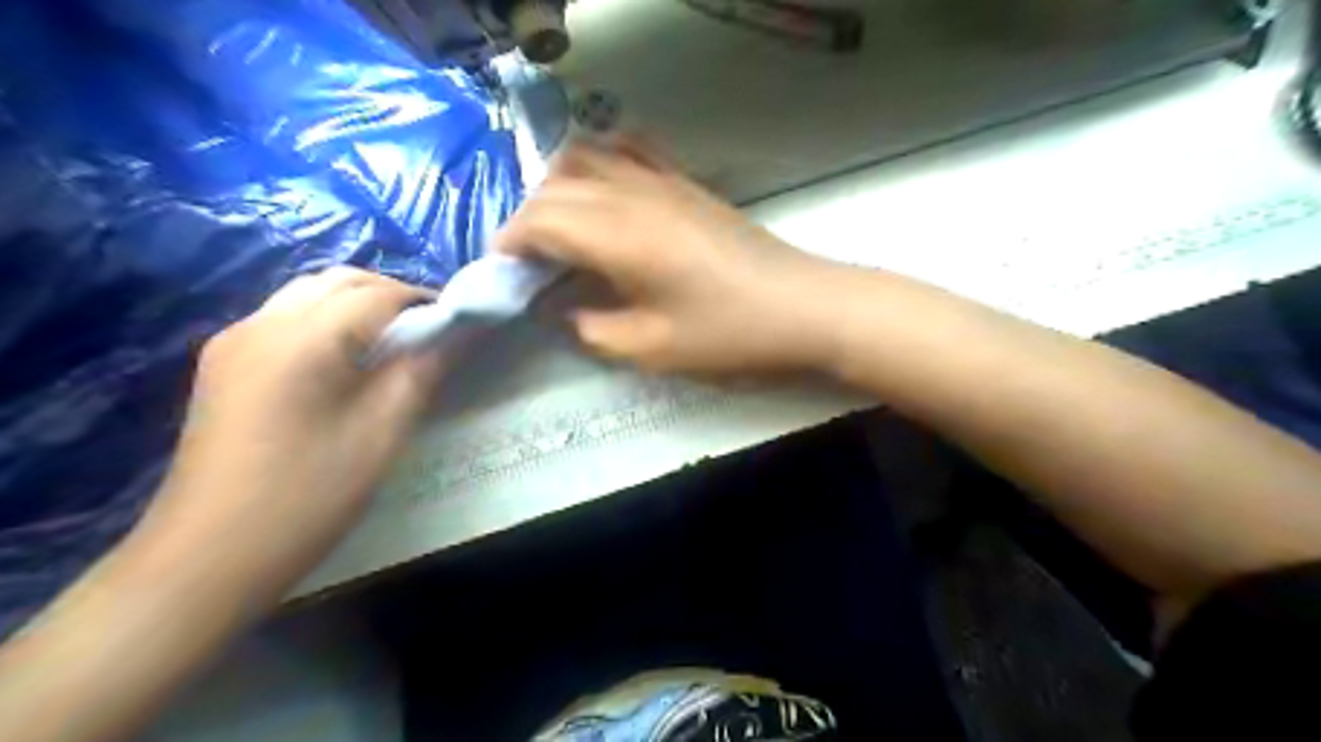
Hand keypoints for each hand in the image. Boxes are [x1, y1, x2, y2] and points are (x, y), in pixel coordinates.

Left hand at [135, 270, 440, 599]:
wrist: (207, 557)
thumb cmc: (307, 496)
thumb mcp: (381, 434)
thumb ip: (421, 371)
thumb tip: (458, 333)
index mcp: (300, 340)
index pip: (376, 295)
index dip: (424, 302)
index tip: (460, 323)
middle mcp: (260, 324)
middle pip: (338, 281)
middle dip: (392, 294)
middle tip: (430, 330)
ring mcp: (234, 341)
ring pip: (308, 293)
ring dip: (358, 303)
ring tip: (395, 342)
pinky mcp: (223, 363)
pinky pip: (286, 317)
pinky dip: (328, 320)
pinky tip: (347, 359)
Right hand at [489, 136, 840, 372]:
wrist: (802, 307)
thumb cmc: (726, 334)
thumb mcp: (649, 348)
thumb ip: (591, 329)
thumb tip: (561, 310)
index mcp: (618, 234)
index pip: (541, 217)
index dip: (511, 241)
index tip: (501, 271)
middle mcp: (634, 193)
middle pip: (557, 184)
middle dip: (528, 217)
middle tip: (527, 261)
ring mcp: (664, 180)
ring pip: (589, 156)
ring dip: (559, 186)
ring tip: (560, 229)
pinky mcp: (687, 182)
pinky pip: (631, 151)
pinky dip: (602, 162)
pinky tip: (605, 193)